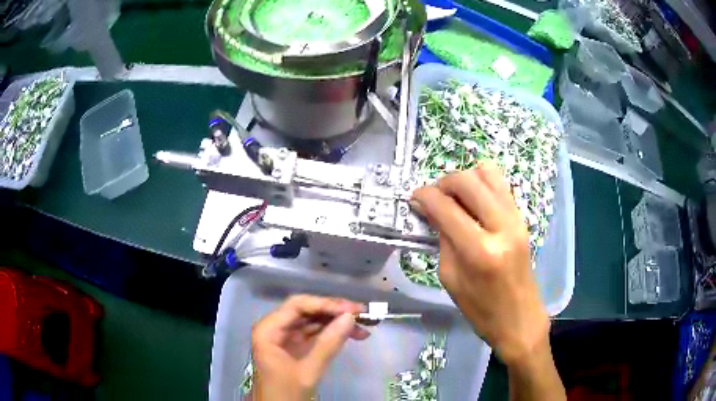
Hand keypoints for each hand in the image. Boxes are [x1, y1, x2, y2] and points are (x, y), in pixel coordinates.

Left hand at [251, 295, 369, 400]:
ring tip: (364, 325)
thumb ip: (328, 344)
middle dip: (334, 311)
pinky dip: (333, 333)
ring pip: (313, 321)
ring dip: (337, 322)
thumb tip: (350, 317)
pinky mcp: (294, 347)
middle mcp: (274, 328)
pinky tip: (352, 335)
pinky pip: (314, 334)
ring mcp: (285, 337)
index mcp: (268, 330)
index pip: (297, 306)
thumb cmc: (285, 393)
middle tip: (363, 313)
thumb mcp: (308, 371)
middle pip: (306, 310)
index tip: (352, 310)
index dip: (325, 304)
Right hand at [412, 162, 549, 365]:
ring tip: (454, 196)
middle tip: (434, 197)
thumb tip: (430, 210)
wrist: (520, 318)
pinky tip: (473, 201)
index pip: (446, 208)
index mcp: (480, 251)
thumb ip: (442, 239)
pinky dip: (481, 184)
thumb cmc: (481, 309)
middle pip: (468, 181)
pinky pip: (501, 185)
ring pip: (488, 173)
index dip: (425, 197)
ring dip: (465, 179)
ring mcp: (516, 219)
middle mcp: (502, 227)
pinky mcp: (522, 218)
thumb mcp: (451, 278)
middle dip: (444, 182)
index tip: (414, 197)